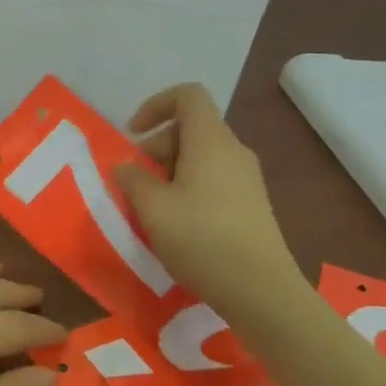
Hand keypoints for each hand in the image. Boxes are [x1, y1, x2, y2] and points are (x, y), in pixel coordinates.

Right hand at [113, 83, 298, 308]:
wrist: (261, 290)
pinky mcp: (253, 203)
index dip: (156, 105)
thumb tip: (125, 167)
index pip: (188, 95)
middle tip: (135, 182)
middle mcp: (233, 150)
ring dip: (170, 171)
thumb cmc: (201, 239)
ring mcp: (247, 177)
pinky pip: (214, 177)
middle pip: (191, 128)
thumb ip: (132, 180)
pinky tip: (177, 223)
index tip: (133, 135)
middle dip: (157, 147)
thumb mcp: (152, 208)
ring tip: (152, 207)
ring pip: (201, 155)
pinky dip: (189, 186)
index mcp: (210, 141)